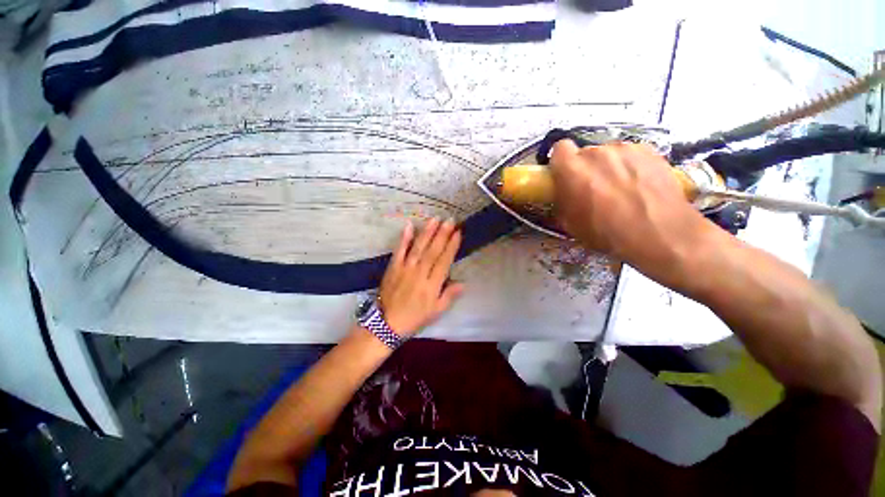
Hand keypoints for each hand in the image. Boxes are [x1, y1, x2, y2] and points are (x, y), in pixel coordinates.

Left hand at [378, 218, 464, 336]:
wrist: (387, 323)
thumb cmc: (415, 317)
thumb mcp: (436, 311)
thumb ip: (449, 296)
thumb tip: (463, 283)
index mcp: (432, 285)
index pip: (444, 261)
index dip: (451, 246)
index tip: (458, 233)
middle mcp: (420, 273)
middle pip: (433, 251)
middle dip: (442, 234)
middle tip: (450, 220)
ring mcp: (405, 268)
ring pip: (418, 248)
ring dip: (427, 232)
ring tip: (435, 219)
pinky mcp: (393, 267)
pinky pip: (399, 251)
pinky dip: (404, 238)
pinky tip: (409, 226)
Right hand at [549, 140, 712, 276]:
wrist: (659, 233)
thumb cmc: (606, 231)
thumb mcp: (570, 223)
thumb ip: (562, 200)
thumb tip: (564, 193)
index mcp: (572, 169)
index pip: (559, 148)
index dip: (561, 162)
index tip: (565, 176)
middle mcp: (597, 152)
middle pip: (585, 153)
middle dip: (585, 168)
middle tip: (593, 189)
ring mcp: (625, 149)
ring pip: (609, 154)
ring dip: (608, 167)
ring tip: (621, 189)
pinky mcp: (649, 150)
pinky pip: (631, 156)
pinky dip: (630, 167)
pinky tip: (639, 186)